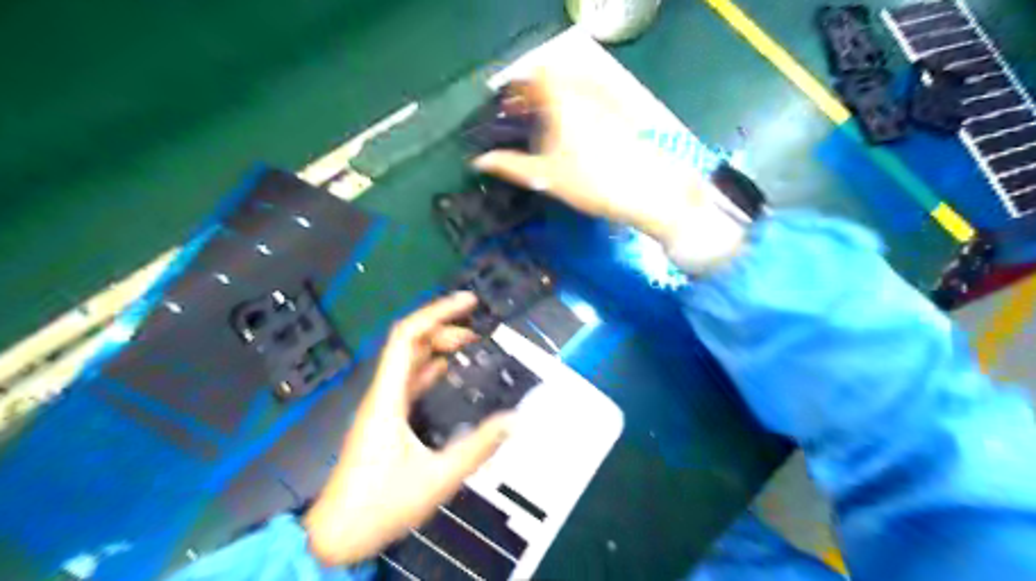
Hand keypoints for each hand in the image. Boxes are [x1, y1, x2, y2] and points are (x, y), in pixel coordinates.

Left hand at [305, 292, 515, 565]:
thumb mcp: (437, 478)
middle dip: (443, 328)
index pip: (407, 336)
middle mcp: (382, 393)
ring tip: (470, 345)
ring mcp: (382, 406)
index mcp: (387, 397)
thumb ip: (478, 449)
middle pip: (409, 343)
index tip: (468, 302)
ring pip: (409, 361)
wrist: (336, 536)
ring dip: (437, 347)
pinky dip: (430, 368)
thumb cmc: (380, 505)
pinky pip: (409, 381)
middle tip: (478, 333)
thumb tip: (514, 420)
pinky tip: (449, 371)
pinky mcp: (385, 420)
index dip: (437, 313)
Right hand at [473, 70, 707, 245]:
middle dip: (536, 95)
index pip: (535, 77)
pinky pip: (592, 100)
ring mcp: (606, 102)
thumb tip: (478, 162)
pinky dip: (577, 108)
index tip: (508, 106)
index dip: (518, 88)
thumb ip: (510, 166)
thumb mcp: (545, 177)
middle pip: (555, 80)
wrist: (645, 191)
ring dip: (556, 100)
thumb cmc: (590, 183)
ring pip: (574, 89)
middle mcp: (584, 93)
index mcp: (561, 102)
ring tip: (547, 127)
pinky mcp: (622, 114)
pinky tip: (575, 134)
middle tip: (524, 118)